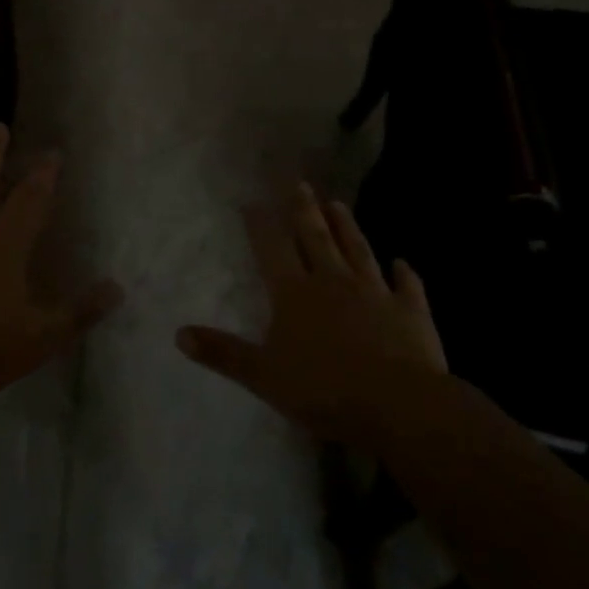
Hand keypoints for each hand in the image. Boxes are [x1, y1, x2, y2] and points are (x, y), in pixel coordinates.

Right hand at [177, 184, 445, 448]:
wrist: (398, 405)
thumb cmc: (324, 390)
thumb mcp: (263, 375)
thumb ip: (223, 353)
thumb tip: (178, 333)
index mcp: (295, 294)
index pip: (273, 249)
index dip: (261, 224)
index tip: (252, 201)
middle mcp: (333, 281)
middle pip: (316, 238)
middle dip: (305, 210)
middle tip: (300, 183)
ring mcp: (375, 292)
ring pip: (358, 251)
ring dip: (347, 227)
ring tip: (338, 204)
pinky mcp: (410, 311)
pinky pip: (406, 286)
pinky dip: (403, 273)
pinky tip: (402, 262)